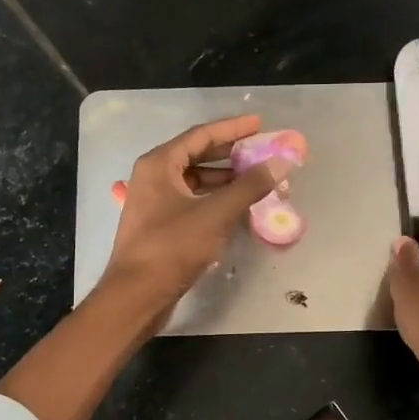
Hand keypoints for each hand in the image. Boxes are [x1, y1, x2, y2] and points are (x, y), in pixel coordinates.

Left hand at [101, 115, 293, 316]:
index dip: (233, 128)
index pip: (201, 135)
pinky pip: (192, 201)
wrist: (137, 295)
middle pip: (197, 155)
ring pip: (195, 181)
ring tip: (256, 180)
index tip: (261, 124)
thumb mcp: (215, 214)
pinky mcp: (159, 225)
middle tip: (262, 151)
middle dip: (231, 154)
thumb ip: (249, 186)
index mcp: (159, 164)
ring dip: (225, 179)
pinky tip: (237, 207)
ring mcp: (154, 202)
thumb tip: (281, 163)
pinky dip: (214, 200)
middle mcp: (153, 177)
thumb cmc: (172, 247)